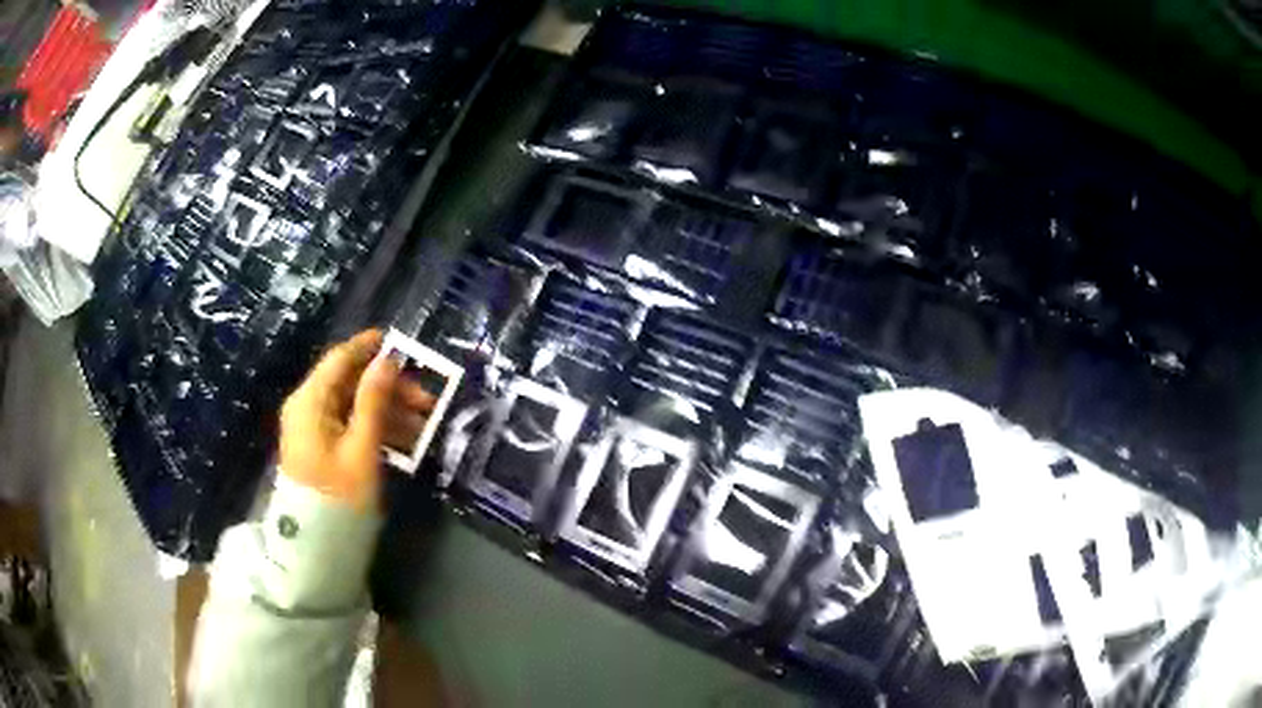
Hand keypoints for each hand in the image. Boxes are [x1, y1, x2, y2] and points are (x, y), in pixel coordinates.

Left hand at [279, 330, 434, 510]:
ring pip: (353, 405)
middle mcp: (308, 406)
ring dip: (388, 410)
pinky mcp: (321, 447)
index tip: (401, 342)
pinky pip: (350, 426)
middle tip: (428, 400)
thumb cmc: (338, 494)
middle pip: (350, 383)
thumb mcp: (361, 447)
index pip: (340, 359)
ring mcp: (313, 428)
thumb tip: (387, 360)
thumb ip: (373, 400)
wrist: (315, 543)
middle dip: (389, 388)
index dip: (370, 348)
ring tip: (425, 425)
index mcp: (310, 400)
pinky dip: (376, 428)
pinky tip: (406, 440)